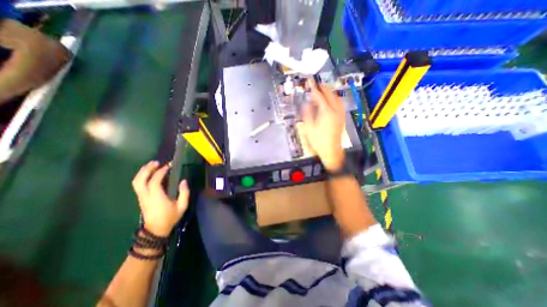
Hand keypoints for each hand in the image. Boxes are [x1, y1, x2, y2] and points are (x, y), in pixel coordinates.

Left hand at [132, 162, 190, 236]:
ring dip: (143, 172)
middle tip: (156, 162)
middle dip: (147, 169)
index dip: (160, 172)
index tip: (168, 166)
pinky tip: (149, 173)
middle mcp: (146, 196)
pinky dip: (142, 176)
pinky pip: (138, 185)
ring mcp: (141, 197)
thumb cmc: (170, 217)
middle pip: (140, 180)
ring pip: (136, 182)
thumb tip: (183, 181)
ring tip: (151, 165)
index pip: (154, 181)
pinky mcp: (141, 198)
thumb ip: (184, 193)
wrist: (156, 230)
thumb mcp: (182, 206)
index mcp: (156, 197)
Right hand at [298, 83, 344, 171]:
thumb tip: (306, 103)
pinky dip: (335, 98)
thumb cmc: (318, 141)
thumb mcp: (309, 127)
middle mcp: (335, 111)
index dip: (313, 88)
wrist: (330, 150)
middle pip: (330, 94)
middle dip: (322, 88)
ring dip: (330, 92)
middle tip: (316, 85)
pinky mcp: (342, 118)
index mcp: (326, 112)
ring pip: (336, 98)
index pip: (319, 96)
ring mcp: (340, 114)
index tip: (309, 81)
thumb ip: (307, 113)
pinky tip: (332, 100)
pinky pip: (340, 104)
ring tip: (323, 90)